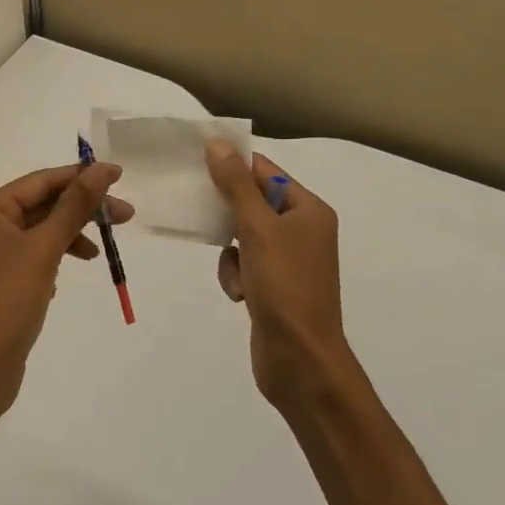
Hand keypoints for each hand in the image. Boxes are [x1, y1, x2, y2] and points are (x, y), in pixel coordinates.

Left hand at [0, 163, 131, 425]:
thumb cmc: (7, 302)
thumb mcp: (44, 249)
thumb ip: (74, 207)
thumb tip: (100, 170)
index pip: (40, 182)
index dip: (80, 177)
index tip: (118, 177)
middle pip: (40, 206)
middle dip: (80, 210)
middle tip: (124, 217)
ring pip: (37, 233)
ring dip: (69, 236)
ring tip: (98, 252)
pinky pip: (29, 258)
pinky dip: (52, 259)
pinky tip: (62, 278)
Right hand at [205, 142, 352, 410]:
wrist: (300, 359)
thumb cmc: (285, 287)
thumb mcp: (257, 229)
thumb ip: (236, 185)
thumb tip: (218, 145)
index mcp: (309, 211)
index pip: (266, 171)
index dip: (233, 164)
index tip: (196, 161)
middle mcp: (303, 230)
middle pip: (253, 202)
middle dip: (227, 213)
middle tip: (198, 209)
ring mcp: (289, 260)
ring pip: (242, 235)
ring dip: (230, 251)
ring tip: (236, 274)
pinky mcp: (274, 286)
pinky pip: (244, 264)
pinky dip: (235, 275)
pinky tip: (240, 295)